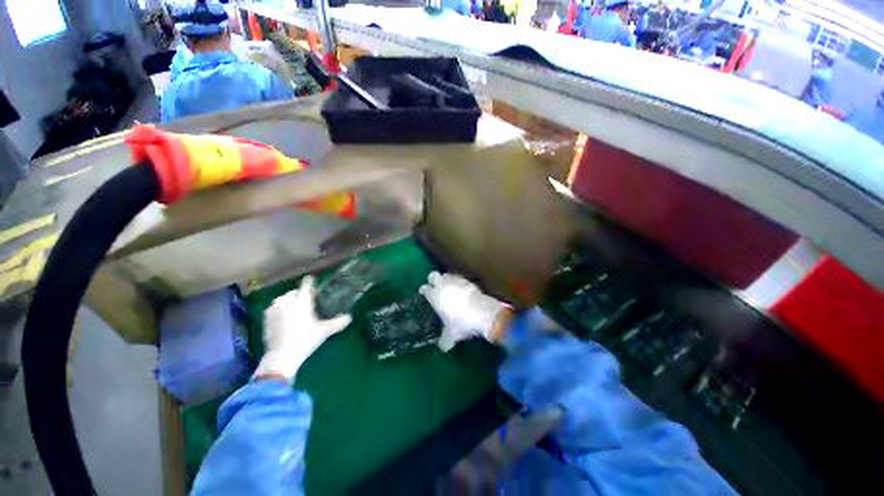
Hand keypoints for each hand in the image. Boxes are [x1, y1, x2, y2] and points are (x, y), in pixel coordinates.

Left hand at [253, 276, 351, 382]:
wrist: (281, 357)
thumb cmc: (305, 340)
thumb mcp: (324, 331)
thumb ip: (338, 322)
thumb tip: (349, 317)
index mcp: (301, 301)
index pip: (306, 285)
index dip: (310, 282)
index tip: (312, 280)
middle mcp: (286, 302)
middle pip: (293, 292)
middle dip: (300, 294)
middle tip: (307, 302)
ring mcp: (273, 310)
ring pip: (282, 300)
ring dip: (289, 302)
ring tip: (295, 310)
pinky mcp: (265, 319)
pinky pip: (275, 309)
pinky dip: (280, 311)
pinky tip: (285, 319)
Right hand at [419, 272, 509, 351]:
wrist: (482, 312)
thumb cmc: (461, 323)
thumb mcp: (451, 335)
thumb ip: (444, 340)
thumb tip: (443, 346)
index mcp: (435, 296)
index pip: (424, 289)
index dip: (424, 291)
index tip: (424, 293)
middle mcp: (443, 285)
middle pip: (433, 275)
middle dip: (432, 279)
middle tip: (435, 287)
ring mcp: (456, 281)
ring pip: (446, 275)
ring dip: (446, 280)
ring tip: (448, 288)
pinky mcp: (467, 281)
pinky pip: (459, 279)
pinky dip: (458, 283)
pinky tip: (461, 290)